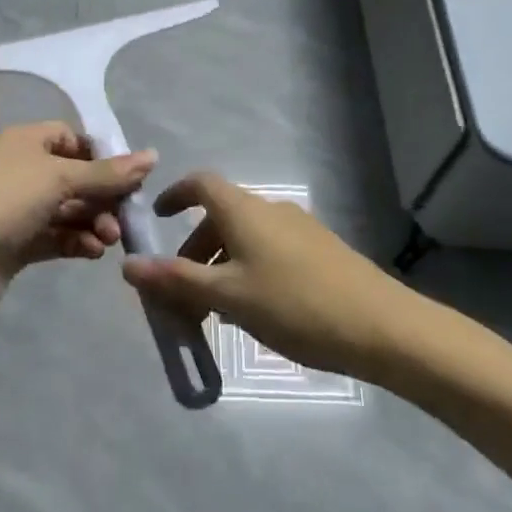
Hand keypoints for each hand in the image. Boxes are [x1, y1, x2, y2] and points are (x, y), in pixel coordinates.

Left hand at [0, 122, 155, 327]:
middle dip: (102, 196)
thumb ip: (107, 172)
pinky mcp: (15, 244)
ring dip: (93, 221)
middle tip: (124, 219)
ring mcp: (16, 209)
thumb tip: (153, 155)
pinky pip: (55, 236)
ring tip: (109, 240)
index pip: (71, 138)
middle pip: (74, 176)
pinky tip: (93, 253)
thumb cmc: (4, 201)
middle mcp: (20, 170)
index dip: (101, 155)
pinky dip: (76, 242)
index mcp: (24, 141)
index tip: (129, 178)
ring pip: (67, 210)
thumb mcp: (59, 178)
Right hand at [122, 172, 408, 377]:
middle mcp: (270, 209)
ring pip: (245, 238)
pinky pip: (269, 251)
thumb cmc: (295, 305)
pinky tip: (255, 311)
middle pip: (220, 217)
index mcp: (244, 211)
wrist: (383, 327)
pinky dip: (247, 271)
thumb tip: (128, 264)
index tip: (157, 219)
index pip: (200, 183)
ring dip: (220, 266)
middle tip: (180, 294)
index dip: (175, 195)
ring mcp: (299, 229)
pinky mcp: (321, 251)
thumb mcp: (228, 296)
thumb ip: (177, 280)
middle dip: (193, 250)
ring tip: (215, 312)